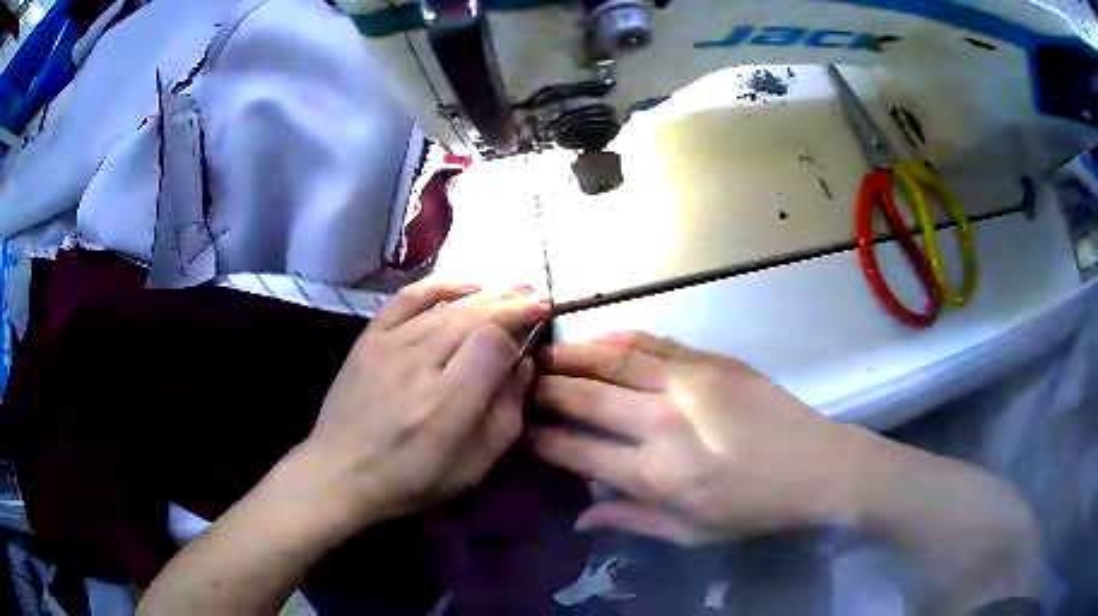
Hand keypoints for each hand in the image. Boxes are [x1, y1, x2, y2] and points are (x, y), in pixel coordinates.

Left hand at [303, 279, 548, 529]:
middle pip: (474, 318)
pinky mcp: (369, 338)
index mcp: (448, 403)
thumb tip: (523, 366)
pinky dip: (438, 286)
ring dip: (486, 295)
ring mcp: (389, 346)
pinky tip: (466, 283)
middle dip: (511, 305)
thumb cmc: (412, 478)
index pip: (493, 343)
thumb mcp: (474, 465)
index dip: (518, 335)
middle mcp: (419, 365)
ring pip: (446, 307)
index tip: (532, 338)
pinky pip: (407, 299)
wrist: (341, 472)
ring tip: (515, 288)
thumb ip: (506, 414)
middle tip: (539, 296)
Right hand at [530, 332, 868, 544]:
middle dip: (545, 389)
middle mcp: (664, 424)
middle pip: (586, 398)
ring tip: (543, 354)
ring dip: (572, 355)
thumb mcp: (690, 534)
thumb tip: (579, 517)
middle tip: (519, 383)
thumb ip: (630, 522)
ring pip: (614, 360)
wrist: (816, 467)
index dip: (542, 440)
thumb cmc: (753, 510)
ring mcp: (689, 385)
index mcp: (657, 476)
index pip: (578, 451)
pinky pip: (653, 342)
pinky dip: (618, 338)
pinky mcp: (711, 362)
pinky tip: (597, 339)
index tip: (522, 431)